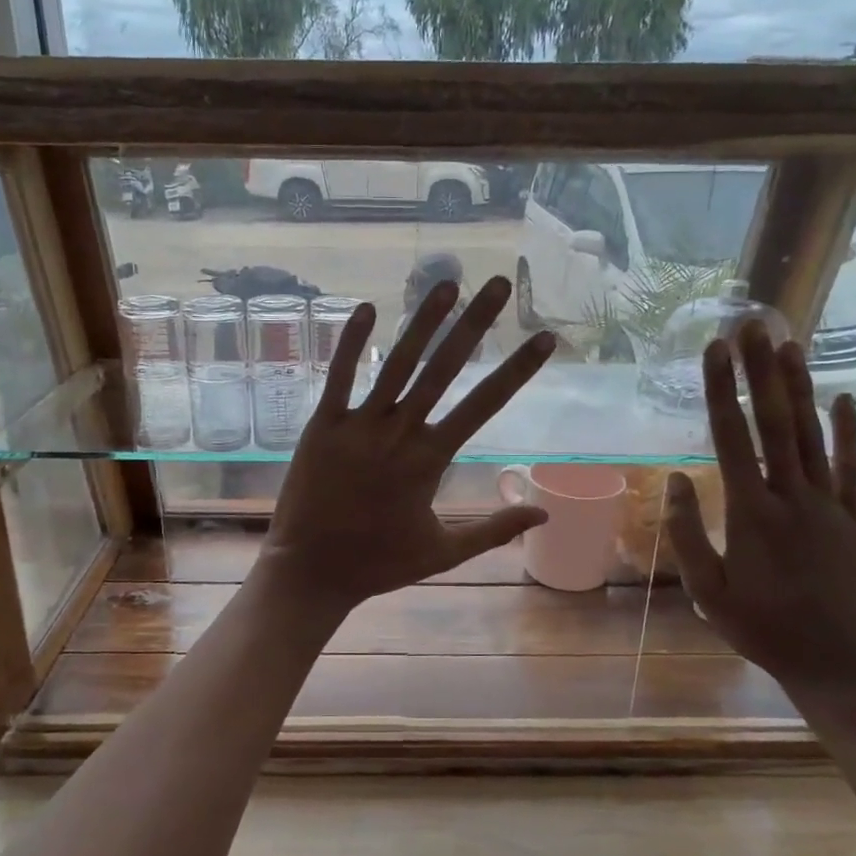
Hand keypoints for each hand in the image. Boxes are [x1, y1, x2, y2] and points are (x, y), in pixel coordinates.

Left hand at [260, 278, 557, 611]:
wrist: (310, 572)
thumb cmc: (378, 564)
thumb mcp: (444, 552)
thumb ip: (494, 529)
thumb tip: (545, 513)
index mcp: (430, 460)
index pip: (484, 405)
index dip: (517, 371)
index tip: (543, 339)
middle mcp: (398, 433)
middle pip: (444, 370)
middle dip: (474, 325)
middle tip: (497, 284)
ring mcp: (357, 426)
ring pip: (396, 365)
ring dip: (422, 322)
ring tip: (446, 283)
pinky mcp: (321, 426)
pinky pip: (339, 377)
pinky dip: (352, 343)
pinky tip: (366, 308)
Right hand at [665, 320, 855, 691]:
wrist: (838, 664)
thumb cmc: (761, 629)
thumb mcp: (707, 592)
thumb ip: (686, 534)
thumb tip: (674, 478)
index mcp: (751, 514)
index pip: (732, 438)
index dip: (721, 391)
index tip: (714, 351)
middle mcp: (792, 497)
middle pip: (776, 422)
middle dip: (761, 371)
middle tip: (752, 325)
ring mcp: (830, 505)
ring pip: (813, 435)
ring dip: (800, 387)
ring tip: (789, 344)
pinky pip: (853, 467)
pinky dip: (849, 431)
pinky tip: (844, 399)